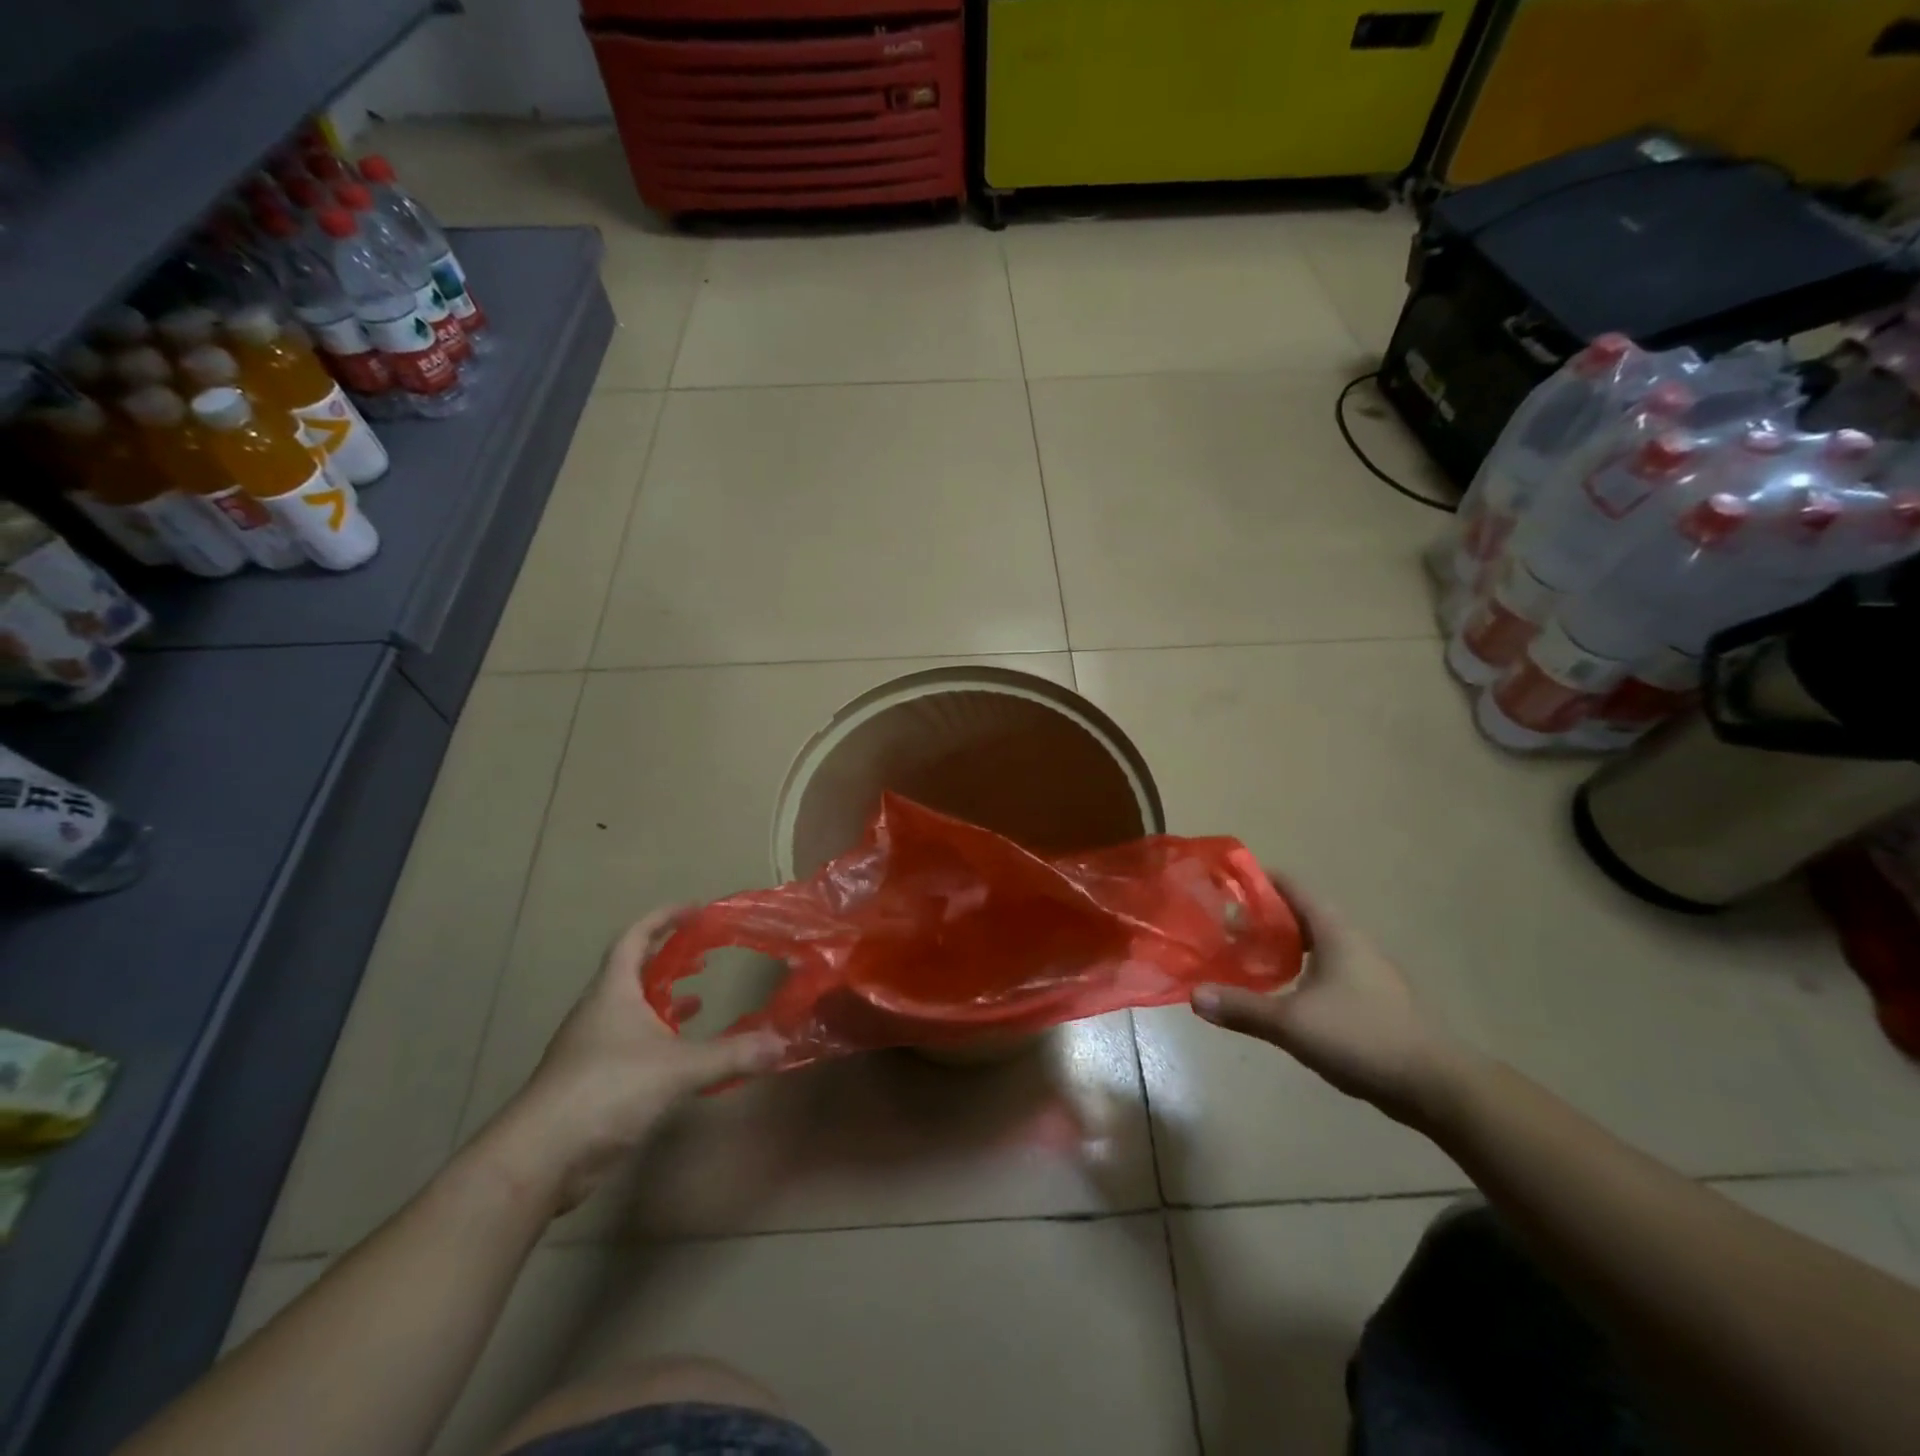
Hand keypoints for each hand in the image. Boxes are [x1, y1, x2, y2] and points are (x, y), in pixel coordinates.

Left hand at [485, 908, 782, 1211]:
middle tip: (705, 953)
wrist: (541, 1157)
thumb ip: (730, 1055)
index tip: (695, 909)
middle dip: (669, 957)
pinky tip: (681, 1053)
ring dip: (664, 999)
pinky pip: (632, 1043)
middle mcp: (600, 1012)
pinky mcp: (593, 1081)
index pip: (635, 938)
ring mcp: (593, 1047)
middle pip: (633, 970)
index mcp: (613, 992)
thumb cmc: (606, 1090)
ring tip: (701, 998)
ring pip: (632, 1008)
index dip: (663, 918)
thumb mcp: (677, 1068)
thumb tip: (782, 1043)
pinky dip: (659, 1037)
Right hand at [1191, 875, 1465, 1126]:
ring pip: (1313, 943)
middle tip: (1222, 927)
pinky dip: (1297, 969)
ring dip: (1279, 945)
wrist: (1439, 1086)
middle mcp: (1351, 941)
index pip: (1291, 885)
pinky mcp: (1371, 998)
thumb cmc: (1363, 1037)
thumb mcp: (1293, 1023)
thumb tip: (1194, 995)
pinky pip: (1324, 968)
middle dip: (1261, 916)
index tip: (1222, 886)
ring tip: (1243, 956)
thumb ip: (1242, 1007)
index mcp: (1334, 931)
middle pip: (1299, 912)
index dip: (1256, 880)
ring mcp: (1365, 970)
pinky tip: (1279, 993)